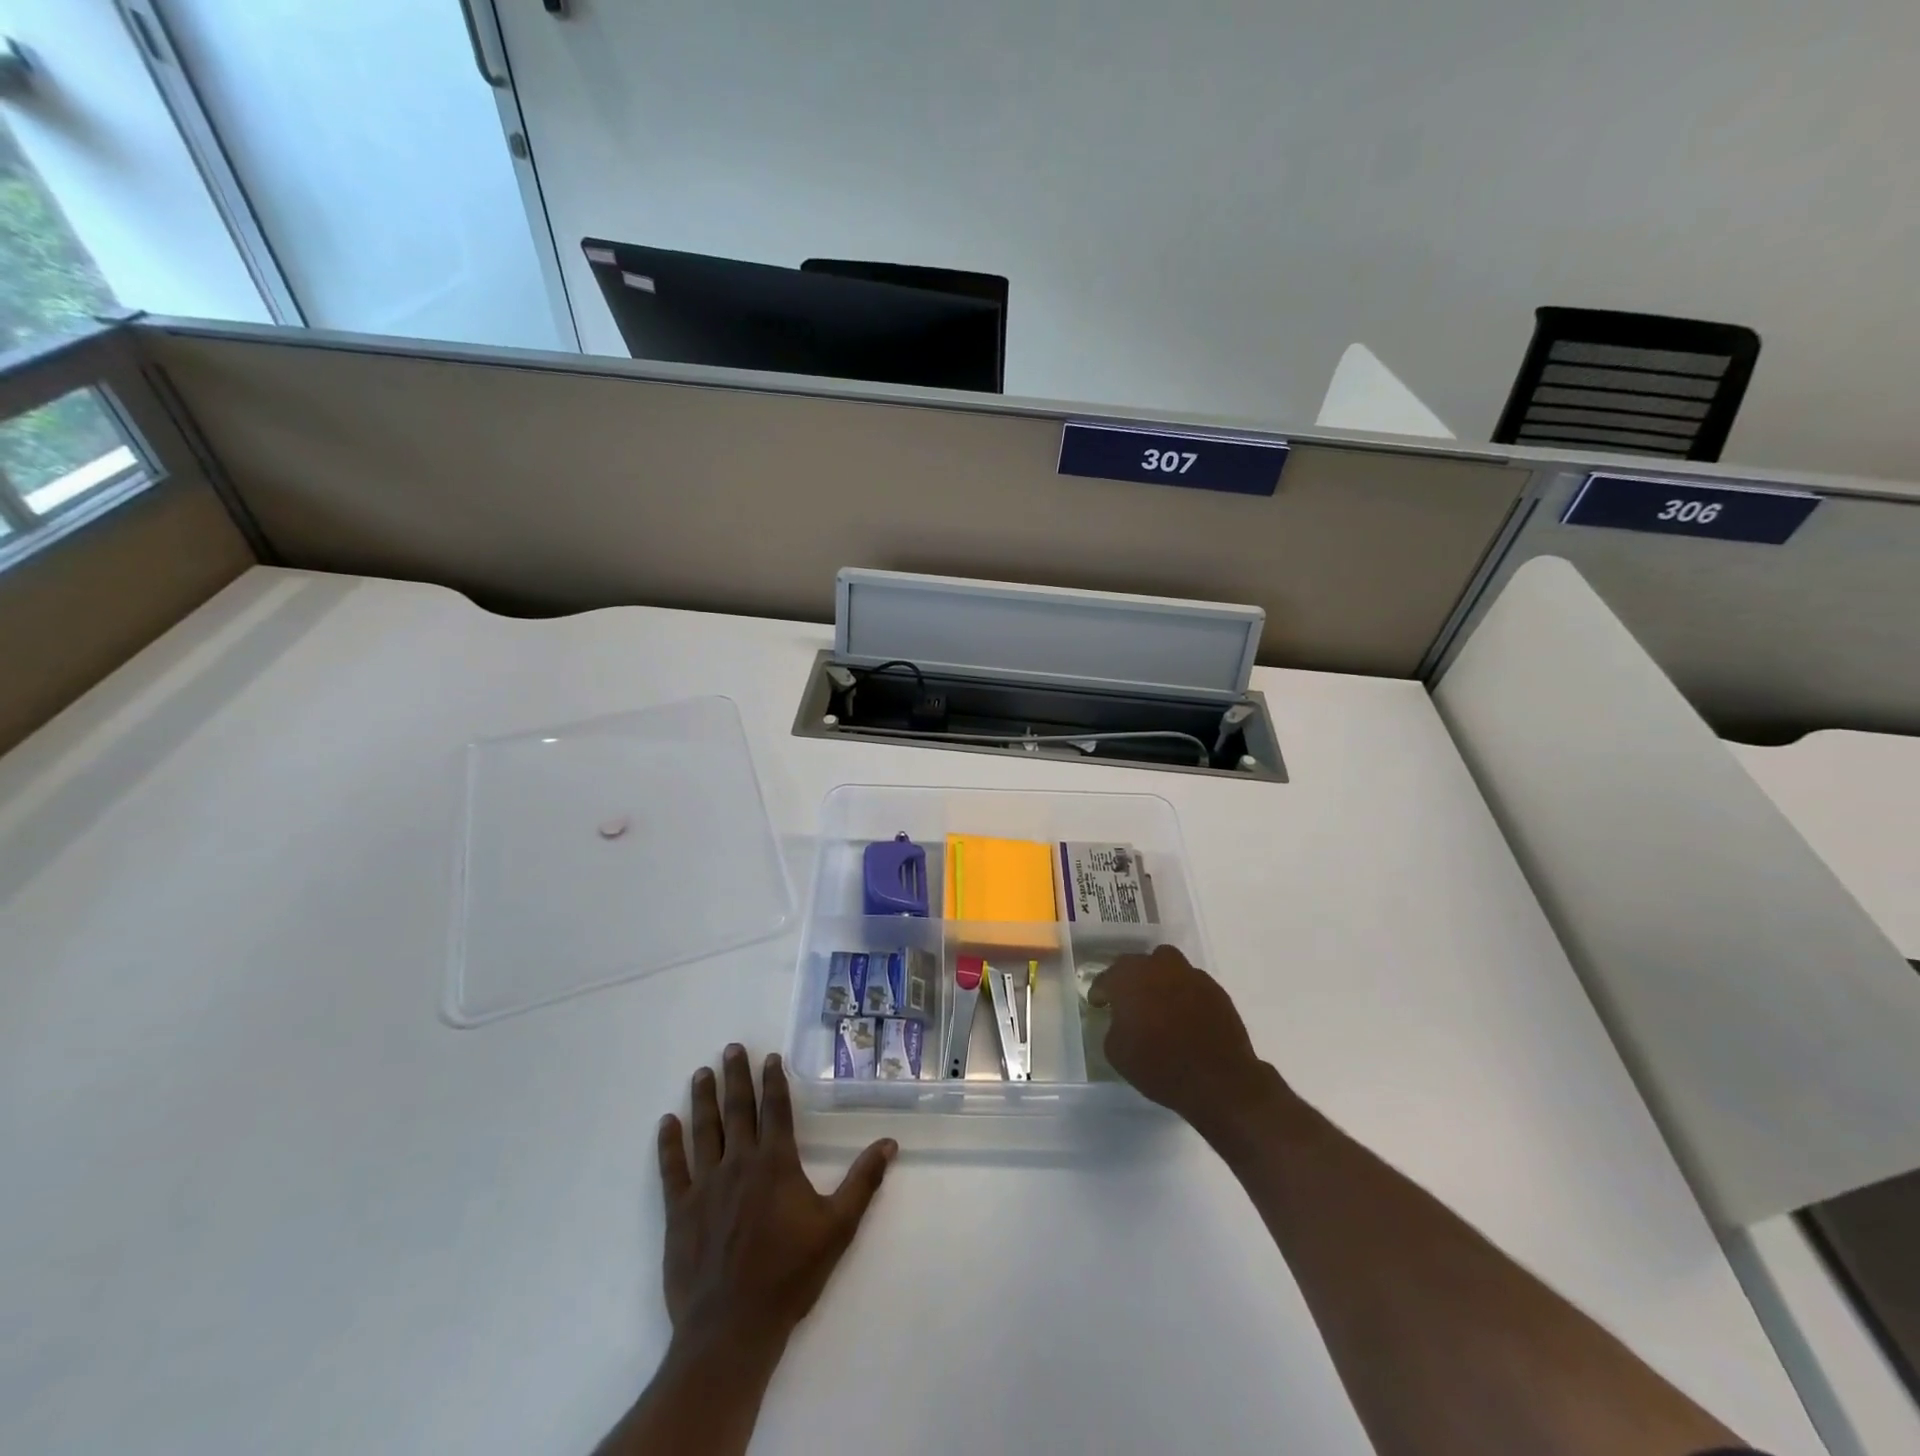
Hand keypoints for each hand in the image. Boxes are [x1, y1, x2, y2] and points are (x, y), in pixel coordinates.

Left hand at [656, 1045, 896, 1352]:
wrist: (732, 1327)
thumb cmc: (789, 1275)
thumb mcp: (838, 1228)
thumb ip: (863, 1182)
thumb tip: (889, 1143)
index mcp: (776, 1163)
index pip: (776, 1110)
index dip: (774, 1081)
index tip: (770, 1057)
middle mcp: (739, 1163)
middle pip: (737, 1110)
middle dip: (735, 1076)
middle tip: (730, 1048)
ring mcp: (706, 1185)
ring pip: (704, 1130)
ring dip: (703, 1099)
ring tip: (701, 1073)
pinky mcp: (680, 1211)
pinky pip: (673, 1168)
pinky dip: (669, 1144)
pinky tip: (667, 1122)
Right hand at [1088, 945, 1274, 1137]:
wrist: (1217, 1081)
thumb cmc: (1159, 1066)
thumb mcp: (1117, 1053)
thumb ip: (1113, 1026)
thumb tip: (1121, 1020)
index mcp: (1128, 978)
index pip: (1105, 979)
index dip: (1100, 993)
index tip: (1099, 1005)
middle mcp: (1157, 966)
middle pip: (1135, 964)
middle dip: (1128, 980)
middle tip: (1128, 1002)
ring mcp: (1189, 974)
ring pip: (1166, 964)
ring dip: (1158, 977)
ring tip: (1158, 1001)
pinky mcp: (1214, 988)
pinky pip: (1190, 982)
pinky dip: (1183, 992)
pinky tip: (1184, 1014)